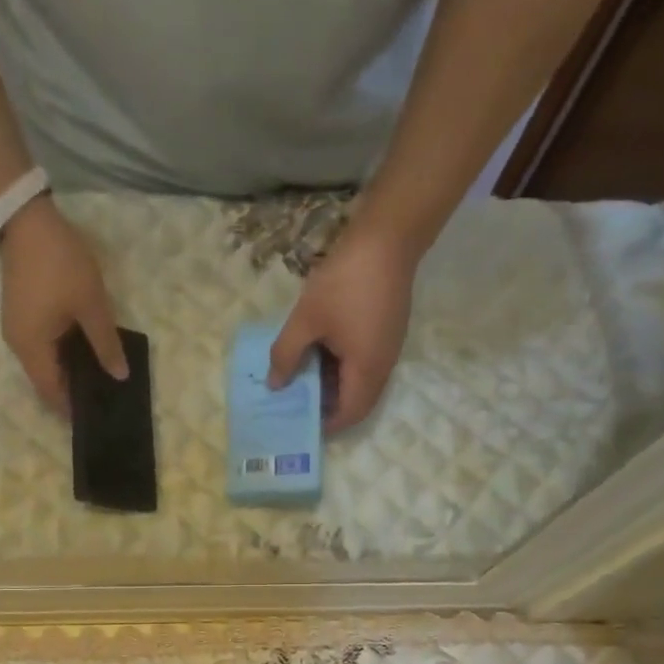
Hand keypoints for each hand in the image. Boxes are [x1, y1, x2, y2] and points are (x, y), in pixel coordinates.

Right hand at [0, 198, 126, 411]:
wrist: (26, 219)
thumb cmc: (61, 265)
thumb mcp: (91, 305)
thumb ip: (106, 344)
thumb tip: (119, 376)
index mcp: (32, 349)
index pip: (52, 393)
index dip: (73, 408)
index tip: (98, 415)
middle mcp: (19, 347)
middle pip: (46, 381)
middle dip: (73, 391)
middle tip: (106, 396)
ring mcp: (17, 330)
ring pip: (45, 364)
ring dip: (69, 371)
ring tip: (100, 375)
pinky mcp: (21, 315)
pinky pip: (43, 347)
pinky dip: (62, 354)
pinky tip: (85, 350)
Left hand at [268, 221, 415, 432]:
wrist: (387, 238)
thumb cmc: (344, 283)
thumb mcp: (305, 320)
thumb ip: (286, 356)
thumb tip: (275, 385)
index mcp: (367, 370)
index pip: (350, 414)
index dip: (326, 424)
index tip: (299, 422)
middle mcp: (383, 366)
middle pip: (357, 402)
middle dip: (327, 406)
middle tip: (295, 402)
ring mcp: (388, 348)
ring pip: (360, 382)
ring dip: (333, 385)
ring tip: (301, 378)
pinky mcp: (387, 332)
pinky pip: (364, 363)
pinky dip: (341, 367)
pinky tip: (318, 353)